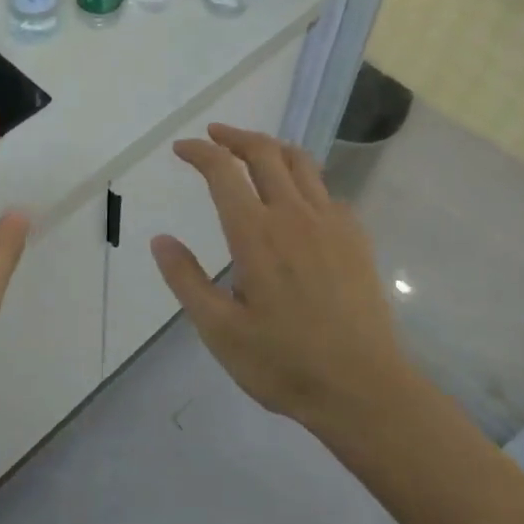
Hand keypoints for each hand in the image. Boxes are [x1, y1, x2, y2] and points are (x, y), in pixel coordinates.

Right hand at [153, 123, 410, 434]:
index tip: (182, 149)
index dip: (199, 152)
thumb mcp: (220, 331)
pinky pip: (325, 190)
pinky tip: (296, 200)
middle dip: (234, 136)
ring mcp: (330, 222)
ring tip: (253, 152)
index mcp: (255, 234)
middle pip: (263, 152)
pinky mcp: (356, 237)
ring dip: (271, 148)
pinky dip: (302, 179)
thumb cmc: (284, 362)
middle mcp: (293, 215)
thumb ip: (186, 280)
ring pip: (300, 162)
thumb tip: (160, 240)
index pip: (222, 171)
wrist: (363, 388)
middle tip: (214, 136)